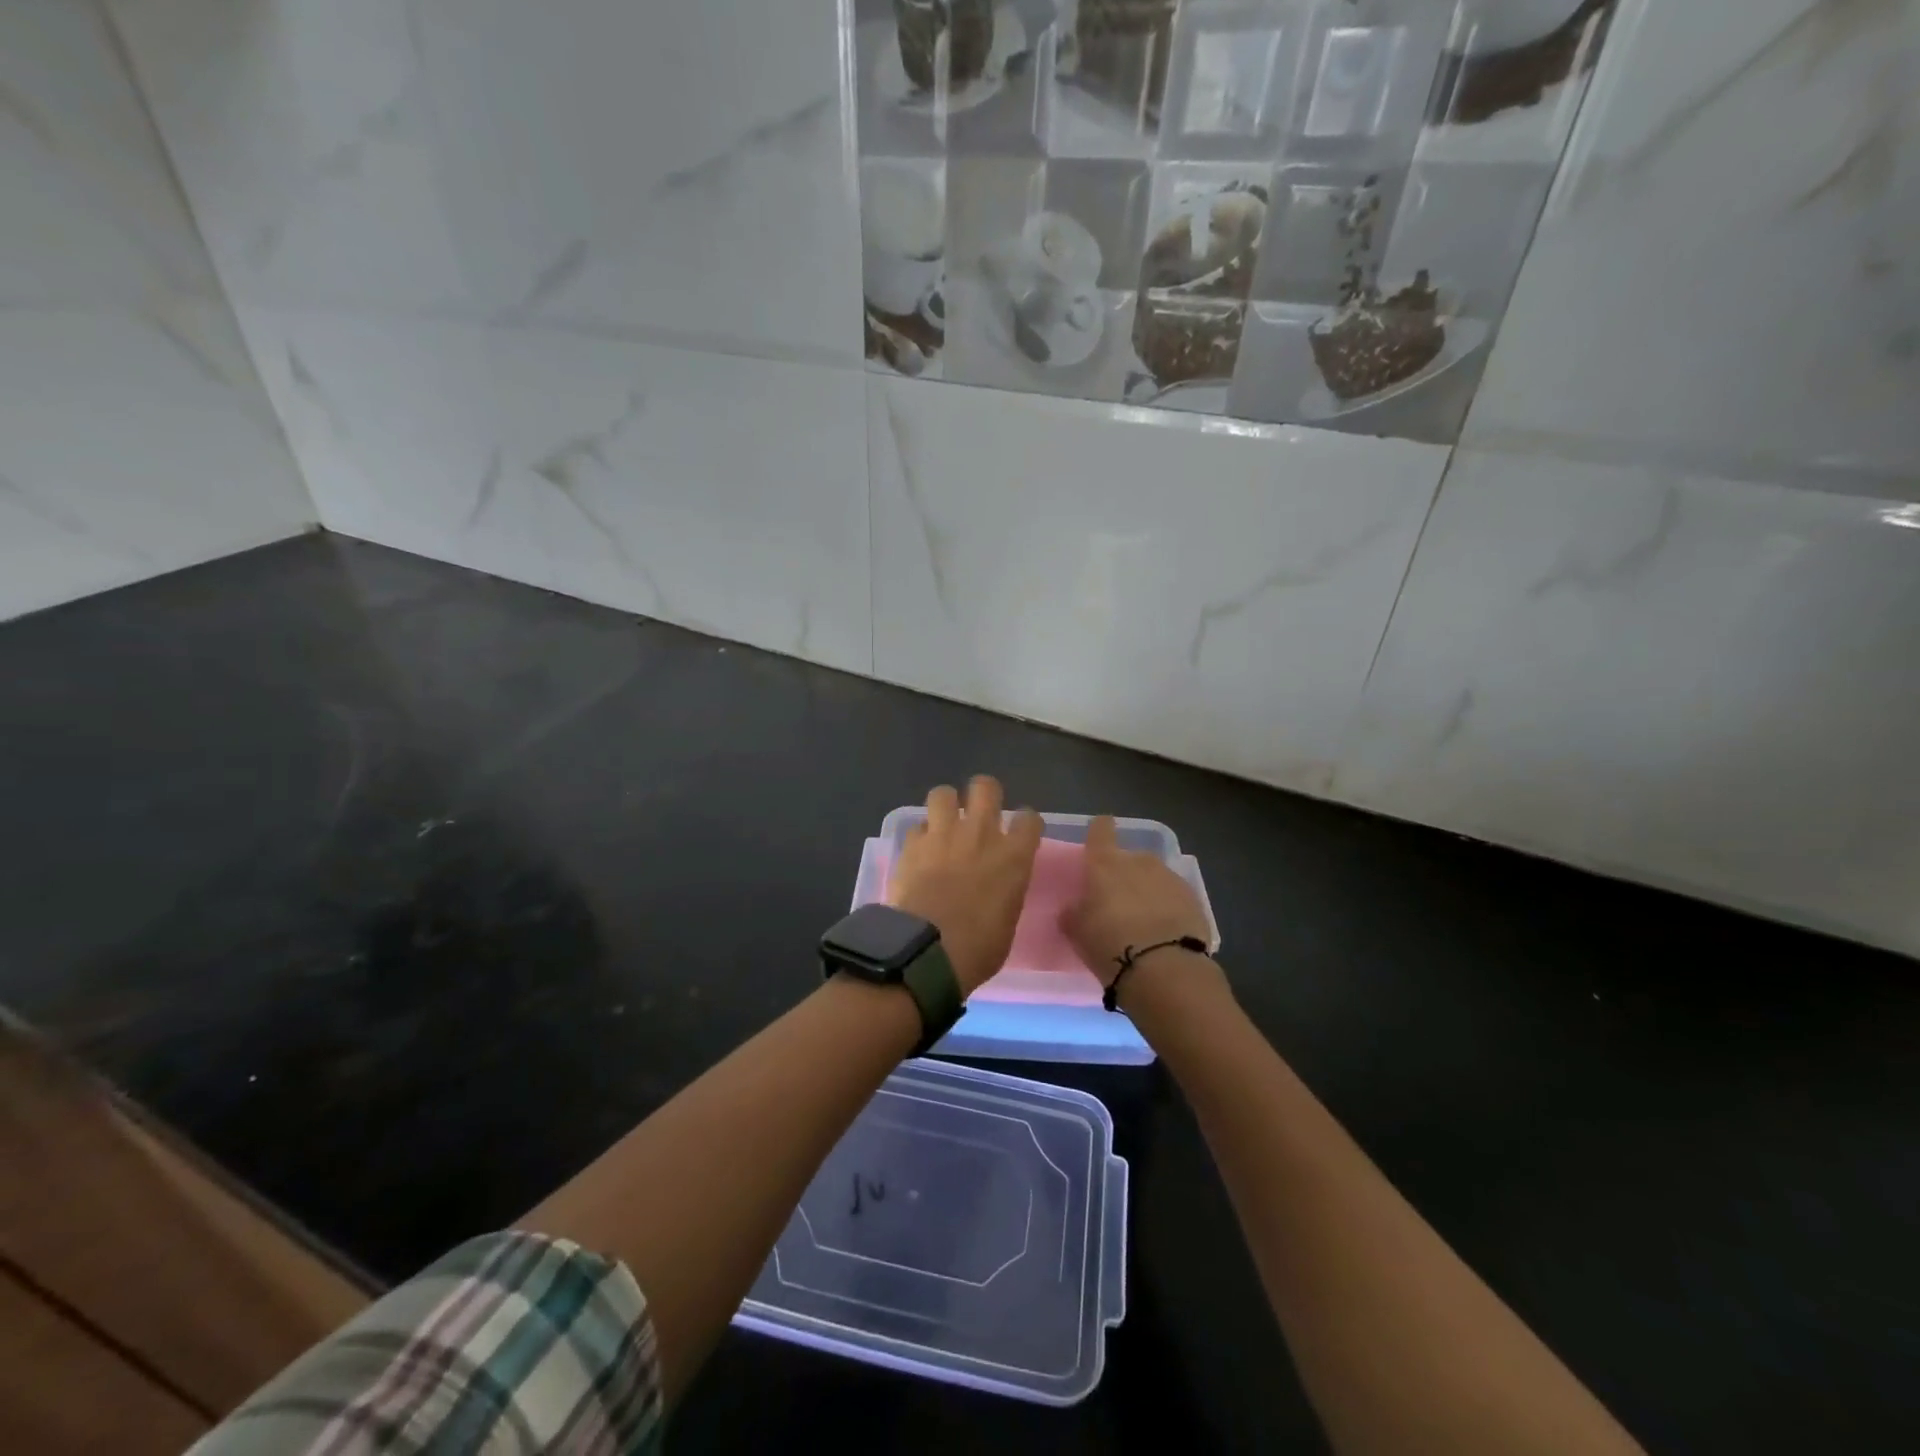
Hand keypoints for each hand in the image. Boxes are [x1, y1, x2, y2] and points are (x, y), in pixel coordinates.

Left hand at [887, 777, 1042, 995]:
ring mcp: (944, 834)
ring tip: (944, 822)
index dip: (1024, 822)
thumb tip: (998, 885)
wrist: (928, 951)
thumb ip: (1007, 889)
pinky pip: (916, 826)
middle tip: (979, 813)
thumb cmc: (978, 948)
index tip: (1020, 832)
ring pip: (943, 793)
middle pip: (986, 787)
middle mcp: (981, 833)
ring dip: (945, 805)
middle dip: (984, 794)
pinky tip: (920, 851)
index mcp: (1014, 856)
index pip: (1029, 818)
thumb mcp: (1008, 918)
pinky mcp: (912, 844)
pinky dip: (920, 836)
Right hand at [1061, 815, 1216, 989]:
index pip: (1100, 830)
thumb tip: (1074, 907)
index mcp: (1106, 863)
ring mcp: (1170, 878)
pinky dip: (1168, 908)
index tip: (1099, 836)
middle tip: (1117, 902)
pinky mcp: (1194, 899)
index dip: (1099, 831)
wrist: (1164, 968)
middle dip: (1124, 874)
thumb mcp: (1077, 931)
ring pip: (1154, 877)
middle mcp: (1139, 861)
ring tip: (1143, 921)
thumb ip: (1073, 912)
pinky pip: (1174, 897)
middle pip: (1129, 858)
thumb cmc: (1109, 943)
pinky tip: (1164, 931)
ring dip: (1148, 891)